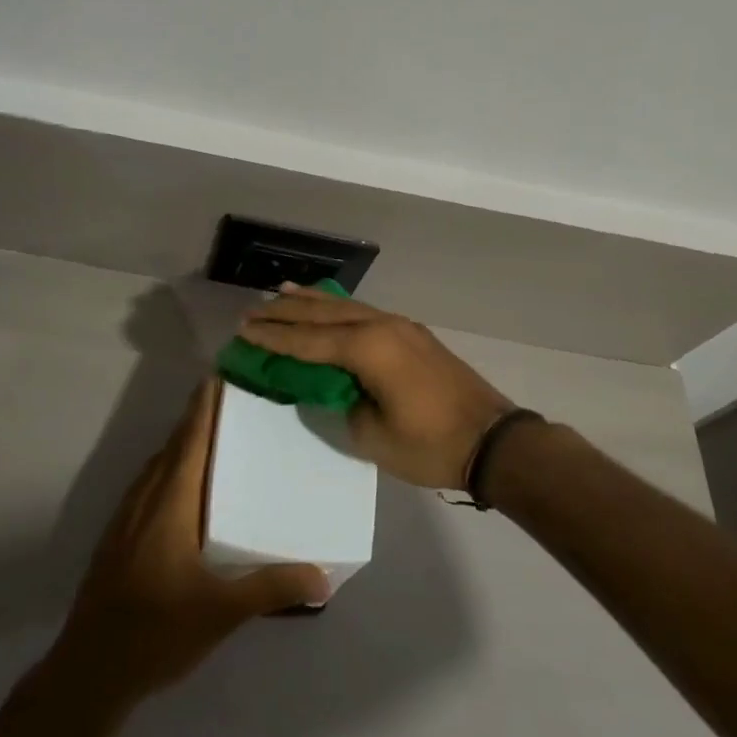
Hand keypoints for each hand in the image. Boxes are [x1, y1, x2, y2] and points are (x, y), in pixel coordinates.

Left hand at [51, 378, 329, 703]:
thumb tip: (322, 575)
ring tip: (214, 439)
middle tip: (231, 403)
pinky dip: (169, 471)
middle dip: (197, 420)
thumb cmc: (157, 630)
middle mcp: (145, 498)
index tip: (219, 375)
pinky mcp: (117, 538)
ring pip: (157, 466)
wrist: (89, 670)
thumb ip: (271, 588)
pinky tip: (185, 492)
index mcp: (170, 502)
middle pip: (173, 446)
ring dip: (182, 445)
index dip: (203, 407)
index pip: (190, 440)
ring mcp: (126, 517)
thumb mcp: (221, 611)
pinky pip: (148, 486)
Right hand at [237, 284, 511, 488]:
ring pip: (344, 306)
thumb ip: (342, 404)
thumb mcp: (372, 436)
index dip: (273, 338)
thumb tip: (331, 387)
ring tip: (281, 292)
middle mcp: (380, 326)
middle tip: (251, 310)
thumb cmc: (430, 445)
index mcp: (367, 349)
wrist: (494, 440)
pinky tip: (329, 307)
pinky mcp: (412, 334)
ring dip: (311, 301)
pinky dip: (337, 308)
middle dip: (285, 312)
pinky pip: (363, 312)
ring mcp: (400, 326)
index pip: (307, 341)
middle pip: (322, 314)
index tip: (242, 331)